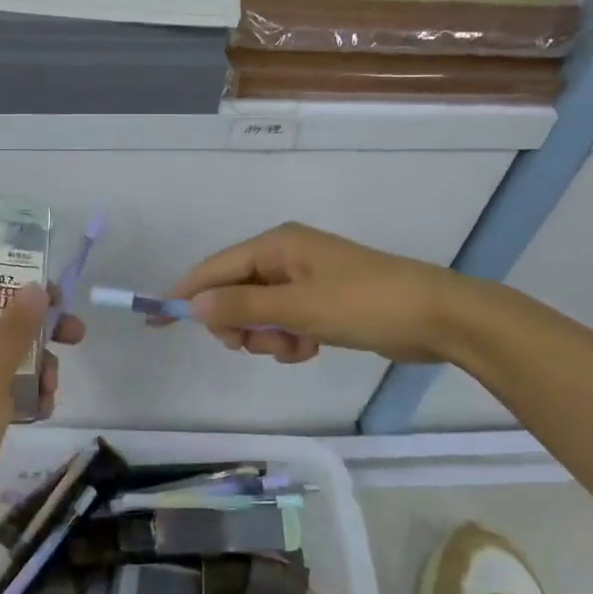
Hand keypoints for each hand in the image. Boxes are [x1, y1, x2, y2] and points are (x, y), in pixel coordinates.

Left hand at [0, 284, 83, 550]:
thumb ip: (14, 332)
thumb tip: (34, 287)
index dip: (20, 289)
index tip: (57, 298)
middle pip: (3, 327)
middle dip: (39, 333)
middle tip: (76, 337)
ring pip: (9, 361)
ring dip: (36, 369)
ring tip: (50, 392)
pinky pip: (6, 392)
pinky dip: (26, 396)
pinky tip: (42, 411)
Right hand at [166, 222, 459, 364]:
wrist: (437, 317)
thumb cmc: (364, 304)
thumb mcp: (297, 308)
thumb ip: (242, 308)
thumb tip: (193, 305)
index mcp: (277, 245)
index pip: (215, 268)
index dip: (184, 294)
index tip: (155, 320)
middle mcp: (286, 256)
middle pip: (234, 293)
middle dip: (239, 324)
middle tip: (256, 344)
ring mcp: (305, 279)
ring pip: (259, 314)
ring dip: (268, 337)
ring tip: (297, 346)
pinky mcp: (322, 302)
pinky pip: (285, 322)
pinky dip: (290, 339)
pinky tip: (312, 347)